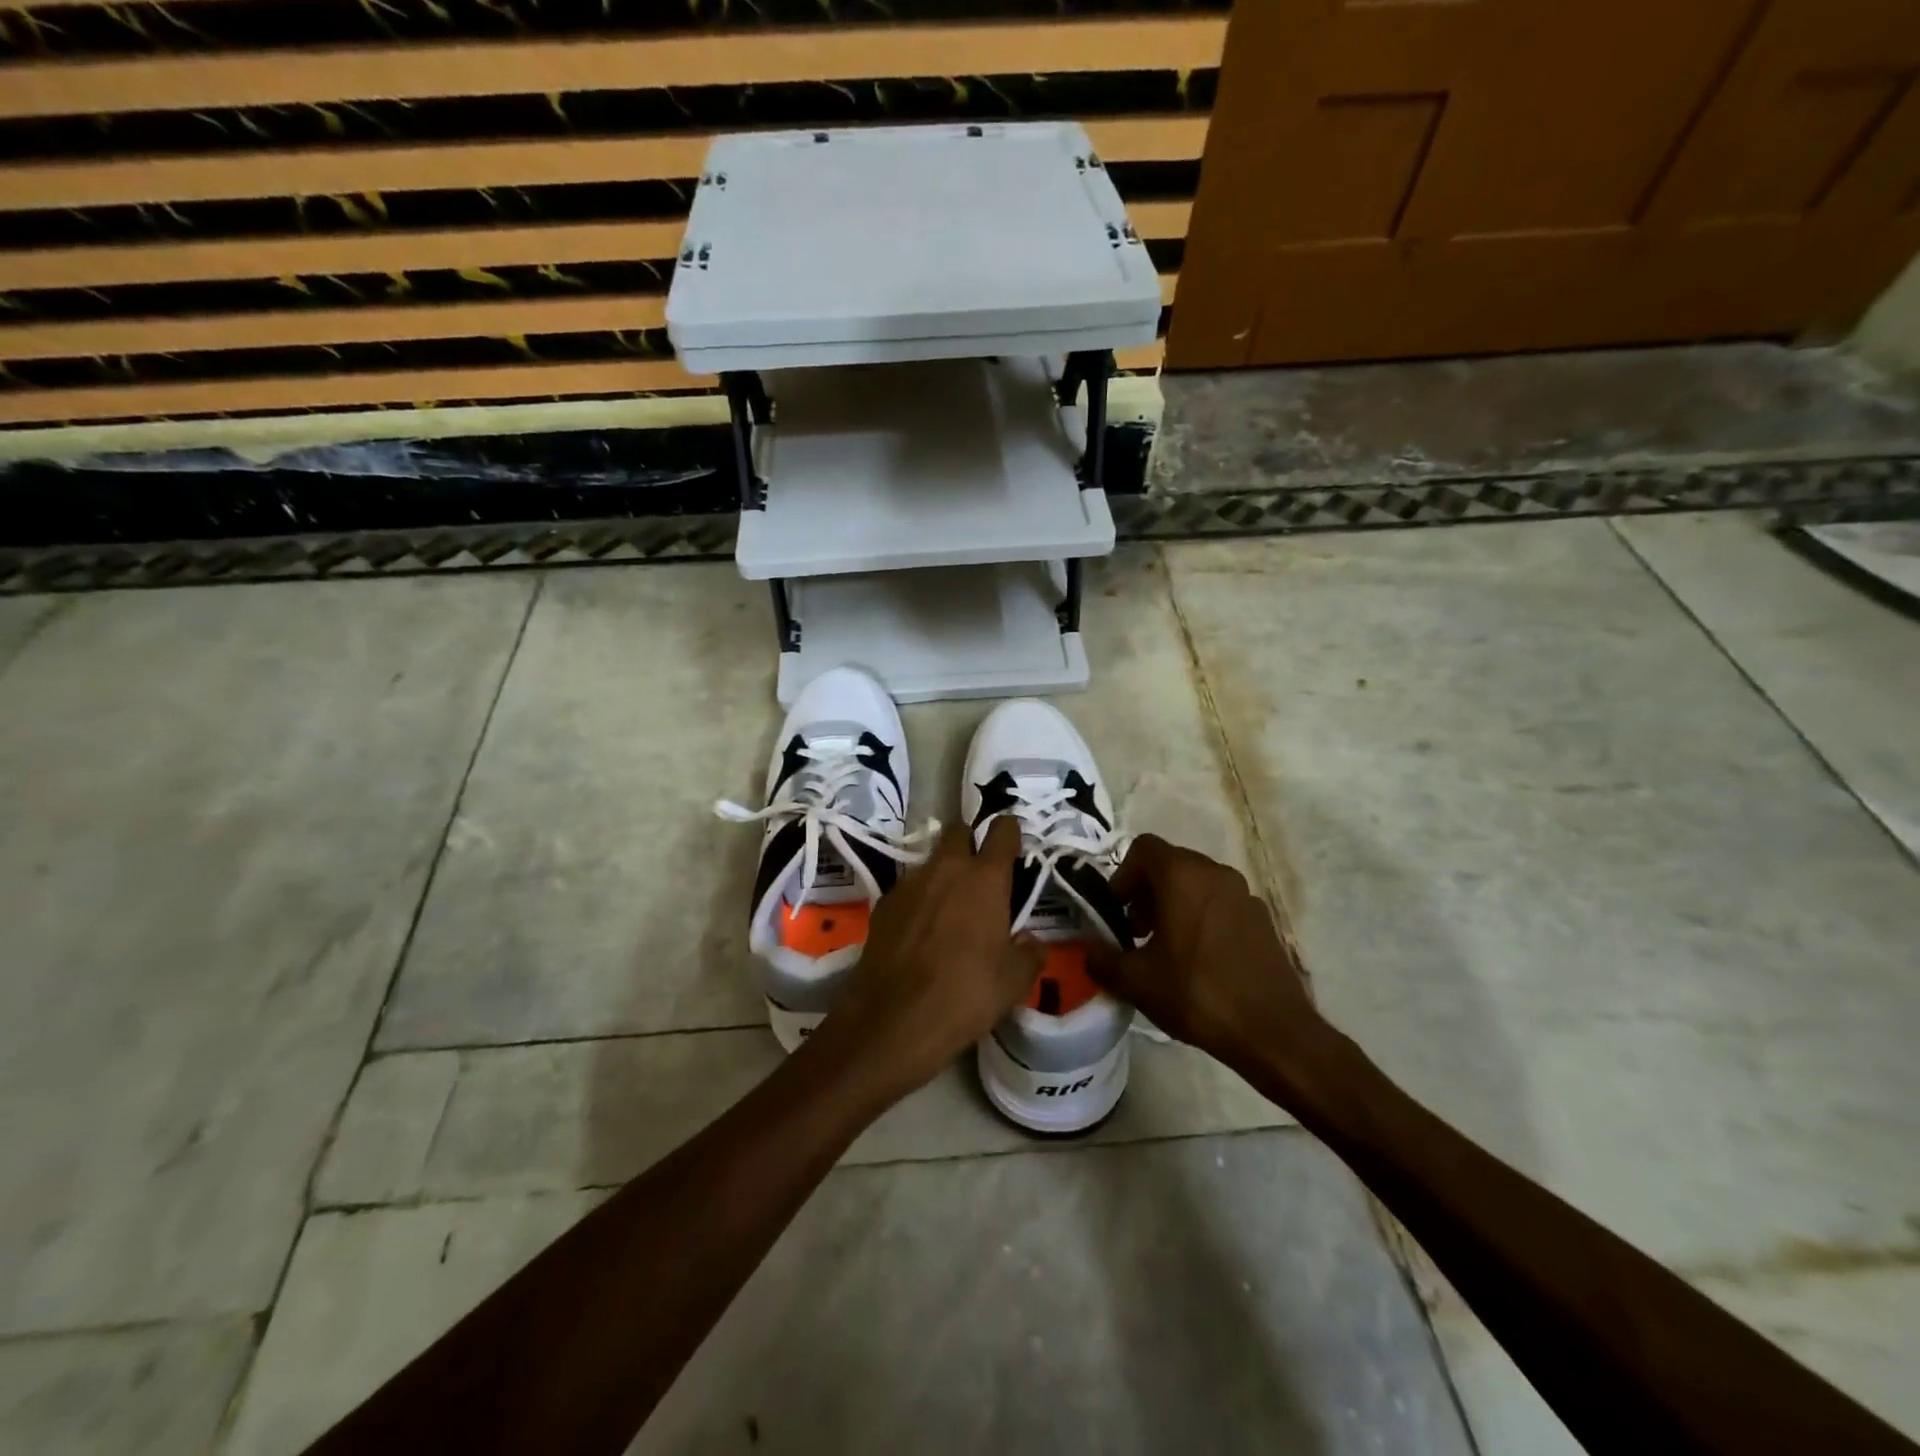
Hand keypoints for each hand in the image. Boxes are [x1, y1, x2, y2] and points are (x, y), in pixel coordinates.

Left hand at [809, 817, 1043, 1102]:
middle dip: (970, 844)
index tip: (1013, 842)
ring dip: (942, 875)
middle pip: (958, 832)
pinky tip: (919, 932)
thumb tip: (1029, 941)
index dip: (1009, 833)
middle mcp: (946, 868)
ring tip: (948, 910)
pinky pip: (907, 889)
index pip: (1002, 831)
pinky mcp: (882, 904)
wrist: (893, 1020)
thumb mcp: (1014, 982)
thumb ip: (1029, 952)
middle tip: (979, 875)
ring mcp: (909, 883)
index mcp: (985, 878)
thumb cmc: (965, 994)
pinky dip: (918, 901)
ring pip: (930, 862)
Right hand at [1090, 835, 1331, 1081]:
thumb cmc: (1197, 994)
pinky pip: (1220, 904)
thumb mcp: (1136, 981)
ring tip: (1165, 948)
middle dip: (1146, 892)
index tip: (1118, 912)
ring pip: (1196, 884)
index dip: (1122, 876)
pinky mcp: (1262, 918)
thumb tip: (1088, 951)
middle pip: (1170, 864)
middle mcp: (1215, 872)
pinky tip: (1199, 961)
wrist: (1272, 1031)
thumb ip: (1102, 960)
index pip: (1143, 848)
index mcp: (1182, 875)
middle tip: (1136, 933)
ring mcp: (1244, 894)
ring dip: (1173, 905)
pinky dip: (1201, 917)